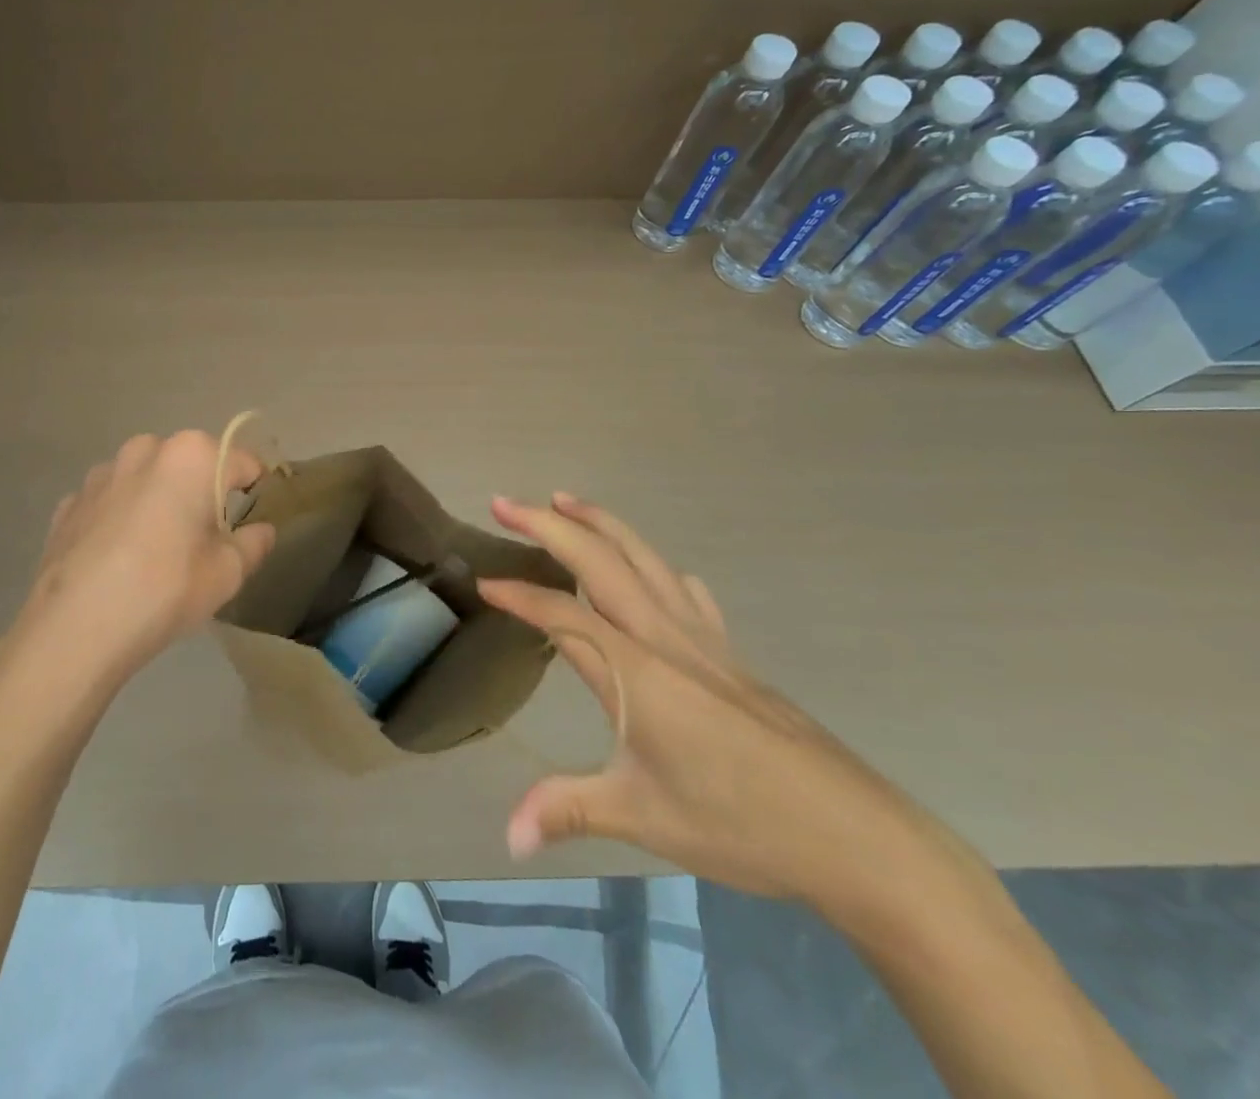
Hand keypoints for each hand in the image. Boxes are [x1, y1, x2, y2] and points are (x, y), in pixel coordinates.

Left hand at [15, 431, 276, 690]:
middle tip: (204, 541)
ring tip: (156, 552)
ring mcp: (101, 473)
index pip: (242, 463)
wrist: (74, 628)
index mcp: (192, 456)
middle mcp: (145, 449)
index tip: (251, 522)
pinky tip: (118, 560)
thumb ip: (254, 543)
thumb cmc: (165, 589)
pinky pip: (111, 502)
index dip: (254, 491)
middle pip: (191, 465)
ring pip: (147, 480)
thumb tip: (262, 530)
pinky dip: (121, 520)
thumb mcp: (227, 573)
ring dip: (159, 502)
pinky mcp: (70, 502)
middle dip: (202, 493)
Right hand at [479, 493, 939, 916]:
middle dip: (547, 525)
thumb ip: (567, 811)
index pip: (561, 614)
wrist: (856, 835)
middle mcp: (664, 637)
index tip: (482, 582)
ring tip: (564, 500)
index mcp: (635, 670)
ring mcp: (703, 640)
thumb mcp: (643, 817)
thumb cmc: (742, 823)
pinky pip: (686, 593)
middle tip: (503, 502)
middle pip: (599, 561)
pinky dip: (659, 568)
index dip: (518, 595)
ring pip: (644, 559)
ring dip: (599, 523)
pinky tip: (662, 572)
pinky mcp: (731, 655)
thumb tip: (507, 839)